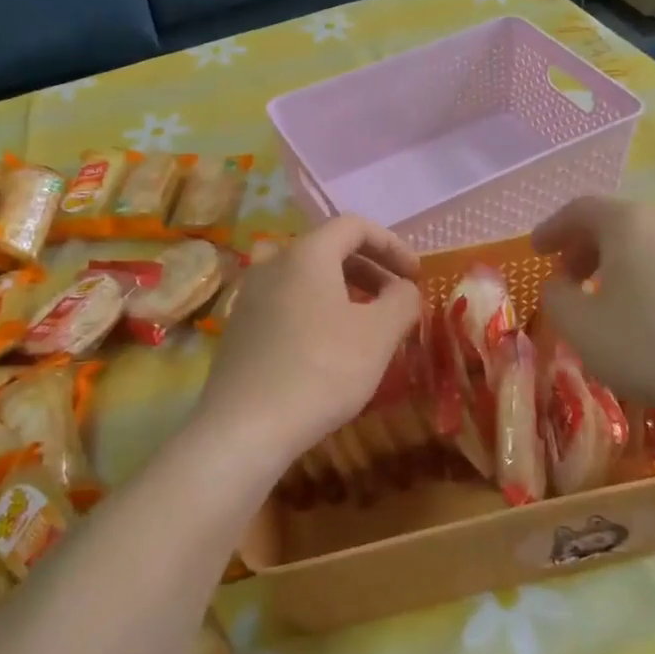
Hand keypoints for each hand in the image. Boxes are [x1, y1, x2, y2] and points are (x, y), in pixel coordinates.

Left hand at [194, 216, 420, 474]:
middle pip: (328, 249)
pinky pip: (287, 303)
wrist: (245, 428)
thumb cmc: (321, 371)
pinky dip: (316, 310)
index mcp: (307, 254)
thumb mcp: (378, 335)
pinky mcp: (239, 328)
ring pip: (306, 278)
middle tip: (396, 298)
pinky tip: (329, 347)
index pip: (354, 226)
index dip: (392, 245)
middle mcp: (272, 264)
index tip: (415, 275)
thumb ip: (402, 301)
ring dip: (343, 291)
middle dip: (370, 268)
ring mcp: (250, 296)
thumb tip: (404, 289)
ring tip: (367, 323)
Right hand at [532, 197, 654, 438]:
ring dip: (621, 267)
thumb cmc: (648, 345)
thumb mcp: (579, 326)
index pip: (581, 209)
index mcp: (630, 224)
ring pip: (651, 248)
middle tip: (568, 278)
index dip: (553, 228)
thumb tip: (558, 285)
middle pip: (619, 224)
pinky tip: (653, 322)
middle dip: (586, 248)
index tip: (536, 250)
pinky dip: (653, 284)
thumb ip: (555, 297)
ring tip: (609, 302)